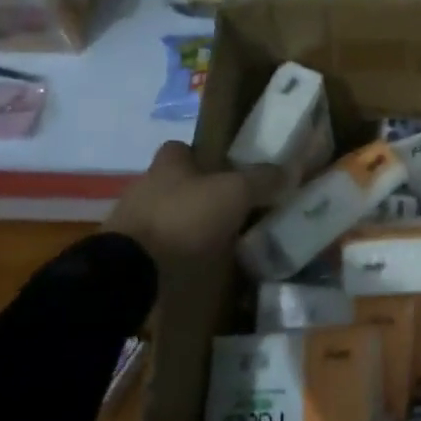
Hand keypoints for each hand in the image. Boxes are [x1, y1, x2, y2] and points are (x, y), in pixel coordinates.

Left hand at [104, 142, 278, 268]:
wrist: (132, 272)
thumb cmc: (183, 218)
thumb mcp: (234, 193)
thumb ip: (261, 180)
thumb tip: (290, 169)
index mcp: (167, 165)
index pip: (182, 148)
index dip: (204, 155)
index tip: (228, 170)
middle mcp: (145, 188)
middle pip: (177, 183)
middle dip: (201, 194)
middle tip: (234, 209)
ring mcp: (133, 224)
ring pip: (168, 217)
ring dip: (190, 226)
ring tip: (221, 242)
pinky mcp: (130, 256)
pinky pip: (160, 249)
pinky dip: (177, 255)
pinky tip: (199, 266)